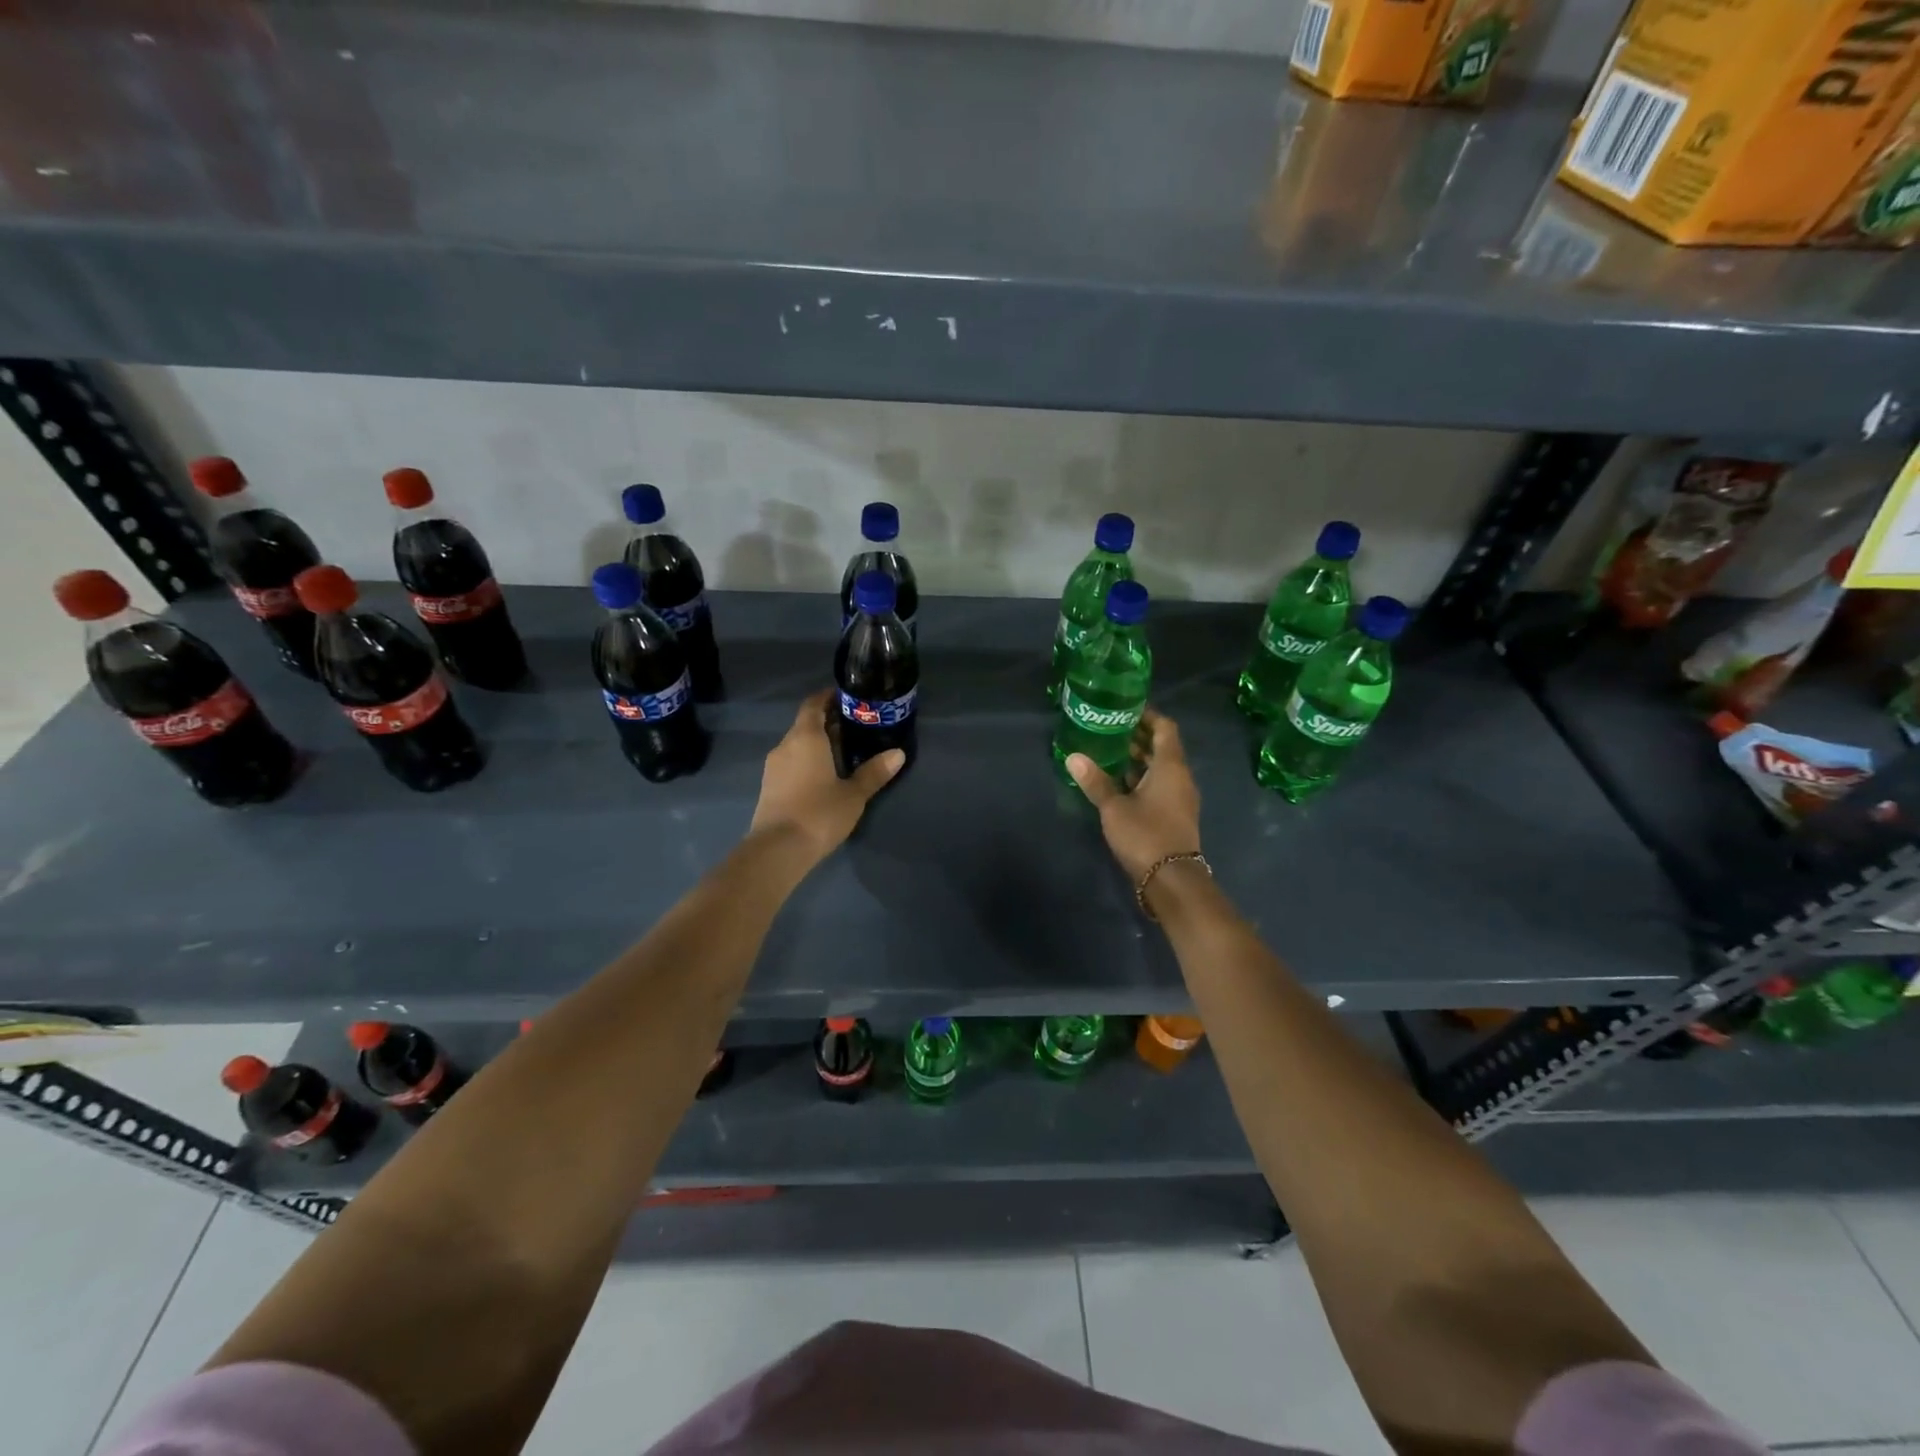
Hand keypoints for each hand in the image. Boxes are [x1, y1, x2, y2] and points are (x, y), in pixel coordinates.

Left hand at [750, 689, 903, 862]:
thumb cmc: (819, 813)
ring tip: (843, 753)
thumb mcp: (853, 794)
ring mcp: (773, 767)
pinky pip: (791, 763)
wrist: (777, 850)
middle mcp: (785, 745)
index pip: (813, 704)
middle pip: (805, 724)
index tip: (847, 697)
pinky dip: (807, 761)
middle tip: (855, 727)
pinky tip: (823, 776)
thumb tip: (897, 753)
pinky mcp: (769, 786)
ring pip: (797, 745)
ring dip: (817, 744)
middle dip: (828, 722)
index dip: (828, 697)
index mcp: (806, 737)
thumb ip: (874, 772)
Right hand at [1067, 708, 1201, 884]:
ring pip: (1161, 768)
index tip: (1125, 710)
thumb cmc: (1145, 835)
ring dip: (1140, 759)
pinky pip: (1160, 785)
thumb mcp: (1114, 807)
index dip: (1148, 716)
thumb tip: (1073, 757)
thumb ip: (1095, 781)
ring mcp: (1180, 797)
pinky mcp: (1175, 814)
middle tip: (1109, 729)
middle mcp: (1181, 777)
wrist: (1172, 879)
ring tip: (1110, 753)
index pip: (1165, 728)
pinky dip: (1142, 778)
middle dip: (1139, 737)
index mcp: (1171, 766)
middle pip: (1163, 747)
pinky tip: (1119, 783)